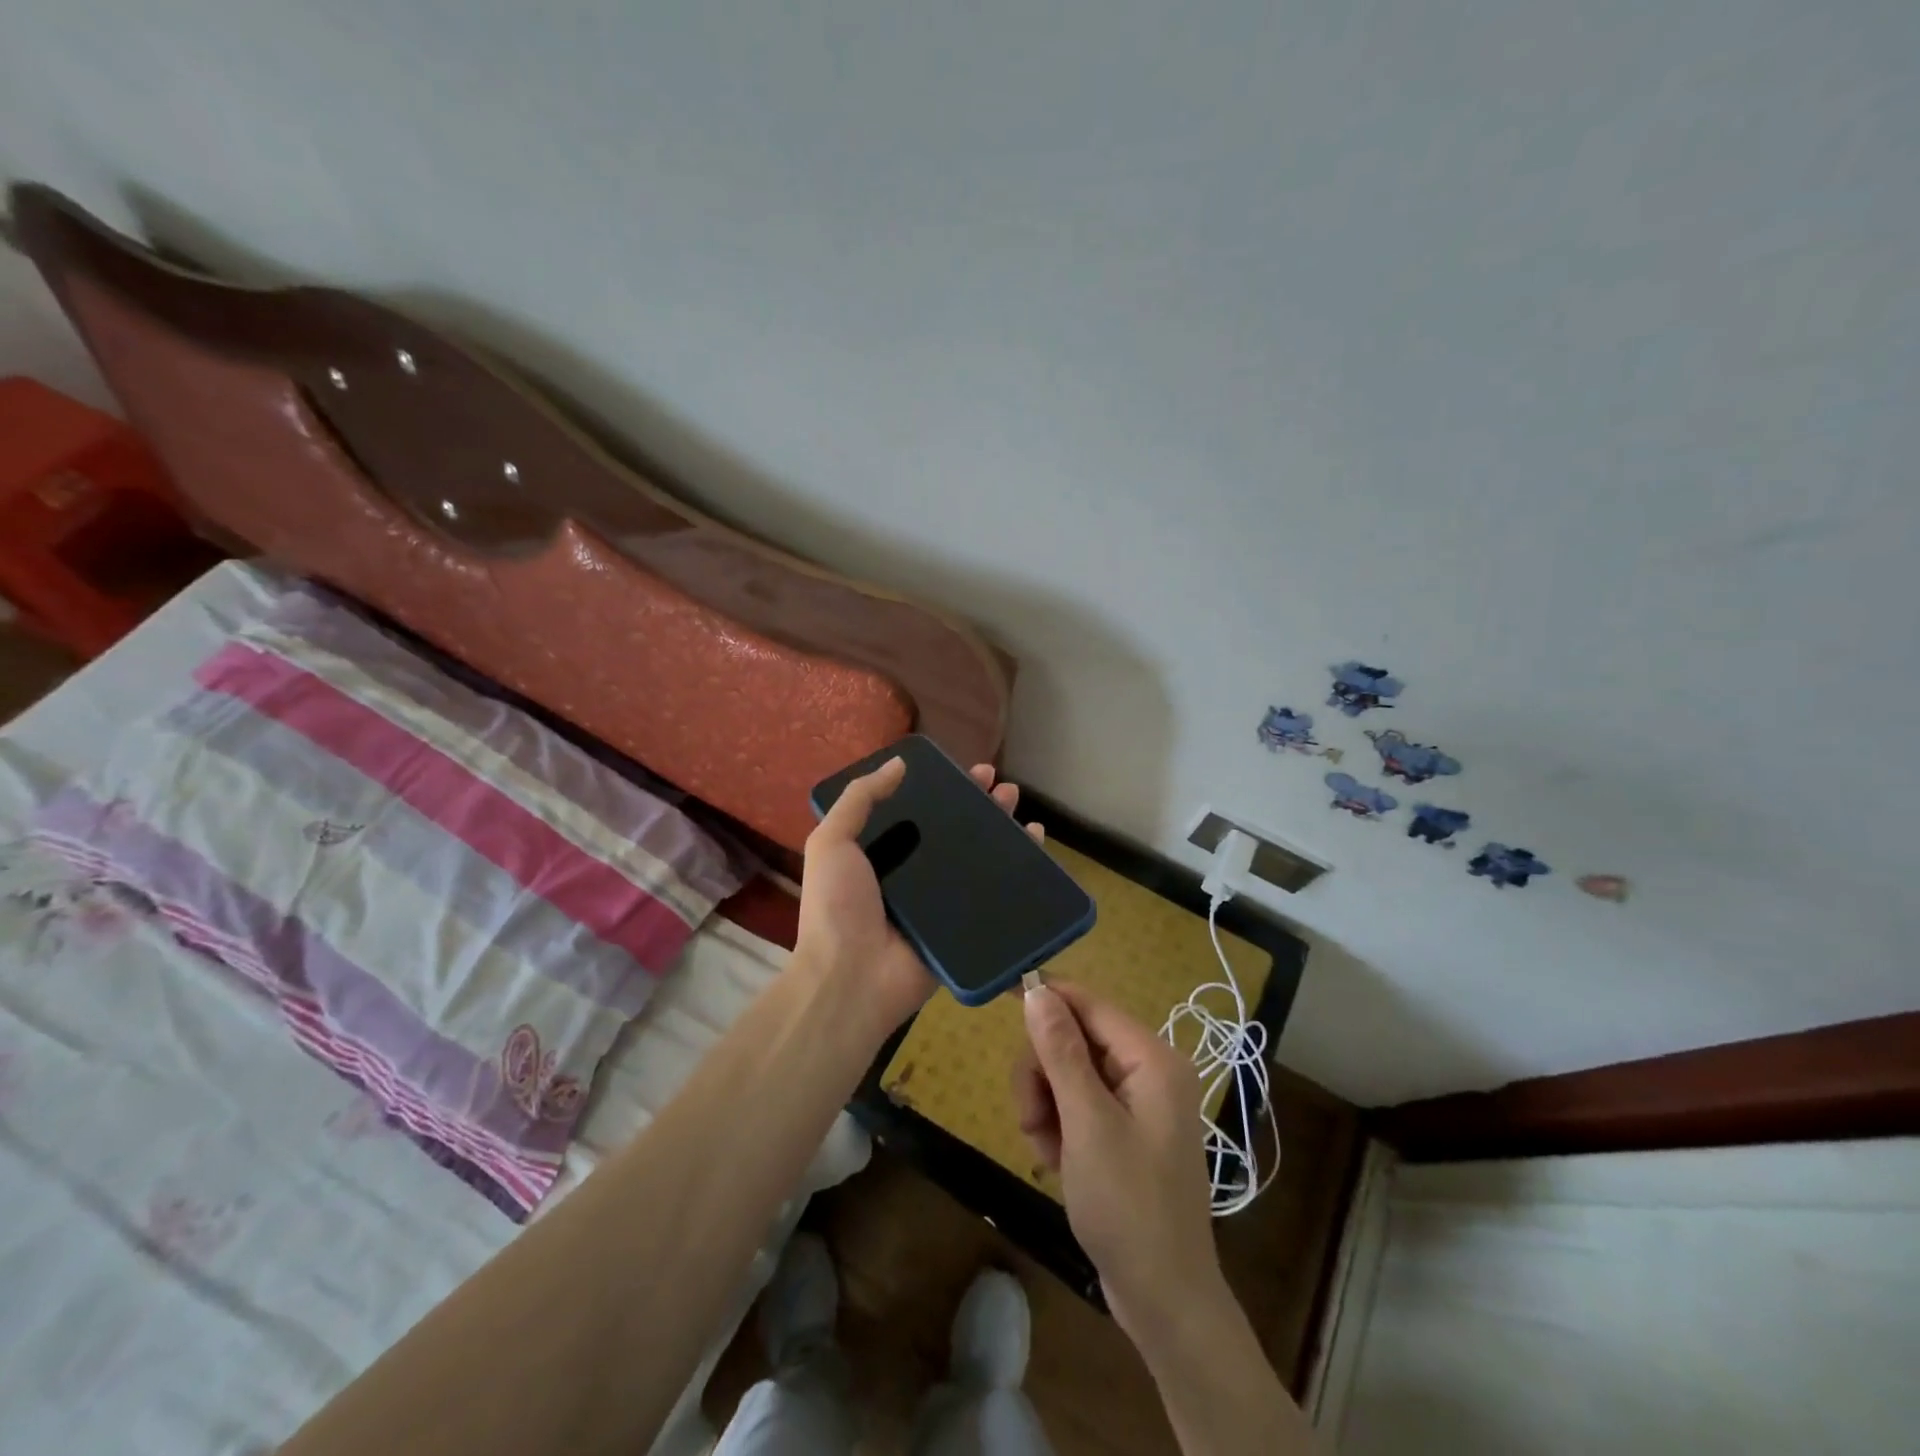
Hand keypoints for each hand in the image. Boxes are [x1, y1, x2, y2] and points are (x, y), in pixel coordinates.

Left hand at [795, 756, 1042, 1043]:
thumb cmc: (837, 907)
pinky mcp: (961, 928)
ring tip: (1025, 813)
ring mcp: (939, 903)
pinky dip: (1017, 876)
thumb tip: (899, 763)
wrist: (851, 978)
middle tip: (1006, 789)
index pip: (921, 812)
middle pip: (956, 833)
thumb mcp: (832, 842)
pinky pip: (992, 898)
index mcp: (882, 853)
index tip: (972, 772)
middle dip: (982, 808)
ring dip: (1003, 835)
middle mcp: (913, 874)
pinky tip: (1036, 851)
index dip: (947, 790)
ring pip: (979, 862)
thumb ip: (859, 799)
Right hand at [1015, 982, 1221, 1337]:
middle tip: (1031, 1118)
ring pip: (1069, 1073)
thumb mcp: (1087, 1123)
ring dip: (1046, 1106)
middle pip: (1074, 1040)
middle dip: (1044, 1075)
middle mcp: (1149, 1071)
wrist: (1164, 1300)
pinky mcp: (1125, 1130)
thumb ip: (1061, 1052)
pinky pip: (1079, 1104)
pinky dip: (1059, 1126)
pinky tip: (1057, 1161)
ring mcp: (1138, 1102)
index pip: (1090, 1004)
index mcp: (1153, 1059)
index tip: (1002, 997)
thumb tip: (1038, 991)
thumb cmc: (1128, 1206)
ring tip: (1045, 1149)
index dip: (1047, 998)